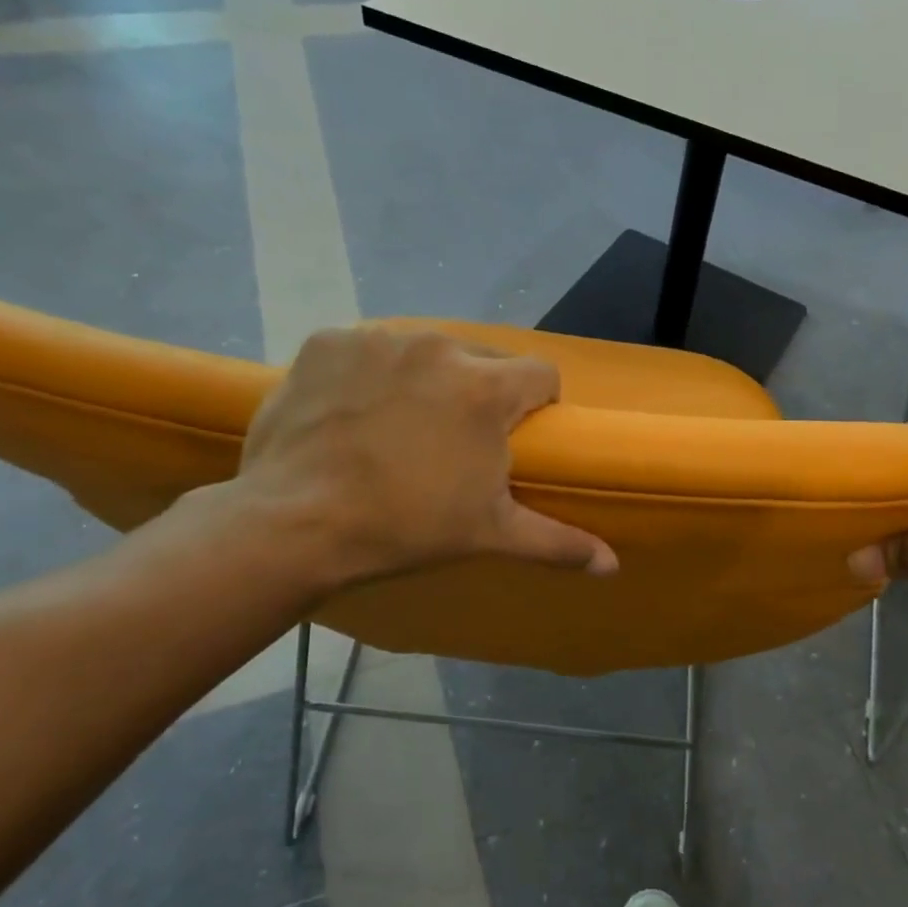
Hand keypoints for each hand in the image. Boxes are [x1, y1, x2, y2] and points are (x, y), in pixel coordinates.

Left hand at [230, 327, 617, 593]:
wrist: (294, 525)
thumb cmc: (405, 527)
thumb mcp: (489, 535)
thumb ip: (558, 543)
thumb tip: (613, 568)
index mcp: (486, 387)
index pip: (542, 373)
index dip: (538, 404)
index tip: (517, 436)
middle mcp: (438, 346)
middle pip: (483, 358)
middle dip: (480, 391)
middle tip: (455, 439)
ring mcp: (378, 339)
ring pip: (425, 350)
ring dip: (426, 379)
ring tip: (399, 427)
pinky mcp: (328, 341)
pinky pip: (367, 349)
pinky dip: (369, 373)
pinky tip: (352, 413)